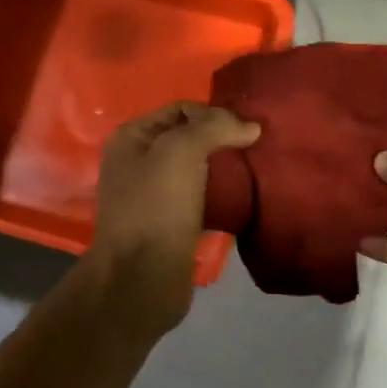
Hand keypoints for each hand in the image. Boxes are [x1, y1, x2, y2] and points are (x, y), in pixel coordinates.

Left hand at [86, 102, 260, 334]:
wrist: (142, 278)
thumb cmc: (156, 207)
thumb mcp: (181, 151)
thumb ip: (215, 127)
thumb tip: (251, 126)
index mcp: (131, 138)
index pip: (180, 109)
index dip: (214, 114)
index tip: (245, 131)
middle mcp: (138, 163)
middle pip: (188, 139)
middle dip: (221, 141)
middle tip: (255, 150)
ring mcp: (152, 196)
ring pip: (196, 170)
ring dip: (224, 170)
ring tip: (254, 172)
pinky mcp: (170, 225)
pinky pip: (200, 199)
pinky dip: (221, 196)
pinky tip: (243, 199)